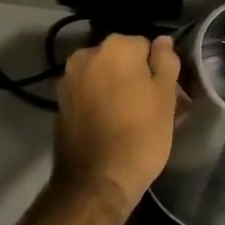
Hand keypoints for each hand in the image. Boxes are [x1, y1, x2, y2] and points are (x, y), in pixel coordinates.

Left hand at [53, 34, 180, 208]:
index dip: (156, 71)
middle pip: (120, 58)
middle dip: (133, 76)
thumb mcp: (166, 97)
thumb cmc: (140, 136)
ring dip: (114, 88)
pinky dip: (97, 102)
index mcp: (116, 46)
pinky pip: (87, 94)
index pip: (146, 47)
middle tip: (148, 108)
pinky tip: (108, 126)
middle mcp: (87, 54)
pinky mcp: (59, 103)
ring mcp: (69, 78)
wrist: (96, 183)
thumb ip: (166, 61)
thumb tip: (162, 41)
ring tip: (128, 120)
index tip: (162, 94)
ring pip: (102, 76)